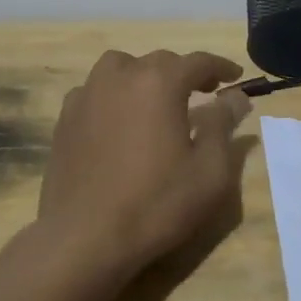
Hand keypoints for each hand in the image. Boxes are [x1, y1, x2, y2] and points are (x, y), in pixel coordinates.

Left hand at [39, 49, 251, 272]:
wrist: (84, 238)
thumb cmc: (156, 203)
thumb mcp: (210, 170)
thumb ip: (223, 125)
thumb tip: (236, 96)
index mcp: (159, 82)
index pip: (198, 61)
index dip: (221, 67)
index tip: (236, 78)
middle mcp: (121, 77)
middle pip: (159, 61)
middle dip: (184, 73)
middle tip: (203, 93)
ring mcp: (87, 95)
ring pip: (120, 67)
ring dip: (143, 76)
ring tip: (155, 100)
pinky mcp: (65, 119)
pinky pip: (94, 91)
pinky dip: (112, 95)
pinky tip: (118, 121)